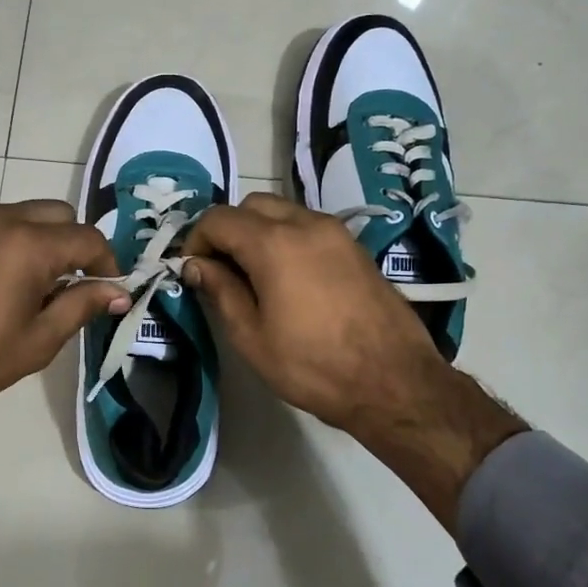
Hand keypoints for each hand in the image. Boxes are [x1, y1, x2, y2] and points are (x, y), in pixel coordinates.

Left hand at [0, 201, 126, 505]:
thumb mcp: (37, 340)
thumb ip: (82, 307)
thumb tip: (118, 292)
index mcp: (29, 244)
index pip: (88, 237)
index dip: (107, 262)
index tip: (108, 289)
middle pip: (55, 213)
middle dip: (72, 242)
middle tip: (68, 284)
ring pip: (17, 216)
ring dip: (35, 241)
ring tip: (26, 286)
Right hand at [182, 194, 523, 528]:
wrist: (394, 381)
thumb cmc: (314, 366)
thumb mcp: (253, 338)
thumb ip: (221, 291)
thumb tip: (197, 265)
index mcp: (274, 243)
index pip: (218, 218)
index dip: (197, 241)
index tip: (193, 272)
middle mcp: (305, 223)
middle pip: (251, 205)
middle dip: (228, 230)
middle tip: (221, 271)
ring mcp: (336, 231)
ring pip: (282, 211)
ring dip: (258, 232)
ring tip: (253, 276)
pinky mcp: (354, 246)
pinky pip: (308, 226)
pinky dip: (286, 237)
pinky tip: (287, 278)